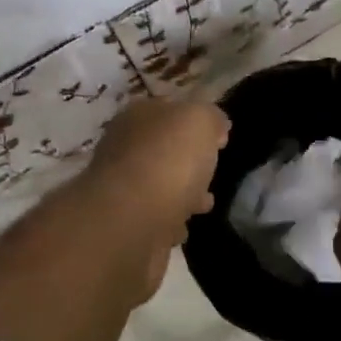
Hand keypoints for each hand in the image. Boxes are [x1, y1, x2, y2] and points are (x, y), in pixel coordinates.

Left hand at [80, 98, 229, 296]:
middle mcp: (124, 148)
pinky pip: (154, 220)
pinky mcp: (124, 225)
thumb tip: (216, 127)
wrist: (131, 222)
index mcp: (138, 116)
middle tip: (211, 174)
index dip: (194, 122)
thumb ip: (210, 117)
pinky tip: (182, 229)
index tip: (219, 140)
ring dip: (181, 196)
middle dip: (188, 162)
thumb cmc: (168, 160)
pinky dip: (168, 223)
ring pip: (159, 187)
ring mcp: (121, 189)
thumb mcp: (200, 121)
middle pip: (163, 151)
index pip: (168, 111)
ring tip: (204, 205)